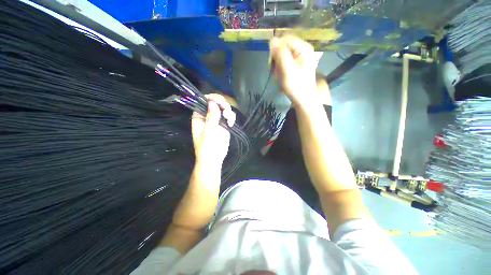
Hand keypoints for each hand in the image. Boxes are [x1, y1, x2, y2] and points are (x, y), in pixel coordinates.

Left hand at [191, 94, 235, 167]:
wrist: (214, 159)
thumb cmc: (207, 147)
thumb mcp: (208, 132)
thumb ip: (211, 117)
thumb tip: (212, 102)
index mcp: (199, 116)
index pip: (203, 101)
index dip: (211, 98)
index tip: (219, 102)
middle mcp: (207, 116)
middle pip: (215, 102)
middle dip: (222, 104)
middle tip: (226, 111)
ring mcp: (217, 119)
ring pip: (223, 108)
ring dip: (228, 111)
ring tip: (229, 120)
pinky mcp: (224, 124)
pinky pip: (229, 115)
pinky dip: (231, 117)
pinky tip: (230, 124)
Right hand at [269, 36, 318, 105]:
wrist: (304, 99)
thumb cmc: (296, 85)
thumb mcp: (287, 69)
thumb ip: (280, 53)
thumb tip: (272, 40)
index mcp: (303, 47)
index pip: (284, 39)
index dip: (275, 49)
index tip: (272, 62)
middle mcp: (303, 49)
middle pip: (284, 47)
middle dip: (277, 59)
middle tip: (276, 71)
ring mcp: (300, 58)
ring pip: (283, 56)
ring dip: (278, 66)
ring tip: (280, 76)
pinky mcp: (297, 65)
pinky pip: (285, 63)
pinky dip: (281, 69)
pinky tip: (282, 77)